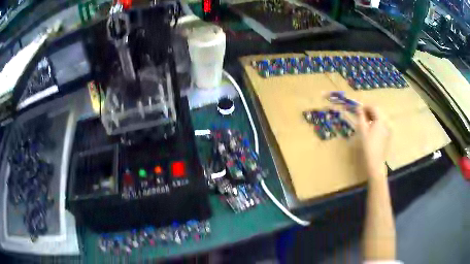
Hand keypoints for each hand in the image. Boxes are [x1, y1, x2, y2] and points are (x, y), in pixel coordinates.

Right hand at [357, 106, 389, 178]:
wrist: (374, 161)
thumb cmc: (368, 145)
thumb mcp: (362, 129)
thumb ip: (360, 116)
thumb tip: (358, 108)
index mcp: (380, 119)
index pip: (373, 107)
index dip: (365, 107)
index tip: (357, 110)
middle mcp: (386, 122)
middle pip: (378, 111)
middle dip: (369, 111)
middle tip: (360, 116)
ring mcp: (387, 128)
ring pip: (380, 118)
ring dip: (372, 117)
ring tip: (364, 122)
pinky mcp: (387, 134)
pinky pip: (381, 124)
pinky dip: (375, 123)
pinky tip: (370, 129)